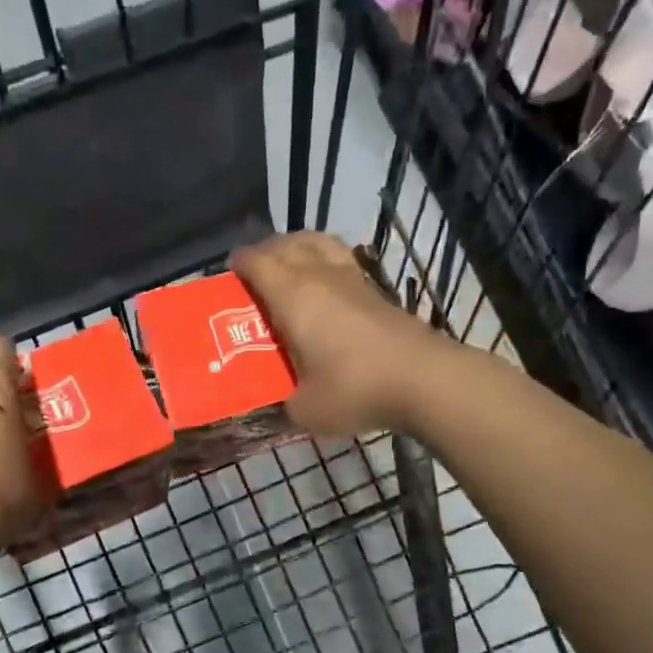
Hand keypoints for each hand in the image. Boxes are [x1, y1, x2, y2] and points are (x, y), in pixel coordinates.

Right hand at [231, 232, 442, 436]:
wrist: (425, 380)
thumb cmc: (354, 389)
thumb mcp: (304, 409)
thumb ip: (282, 403)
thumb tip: (277, 403)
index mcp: (292, 295)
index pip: (256, 261)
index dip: (238, 264)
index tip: (226, 277)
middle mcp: (319, 276)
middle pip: (285, 244)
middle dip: (264, 253)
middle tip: (251, 277)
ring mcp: (352, 279)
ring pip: (317, 243)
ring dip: (296, 248)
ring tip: (287, 268)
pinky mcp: (376, 290)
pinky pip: (340, 259)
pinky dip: (323, 261)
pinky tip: (323, 289)